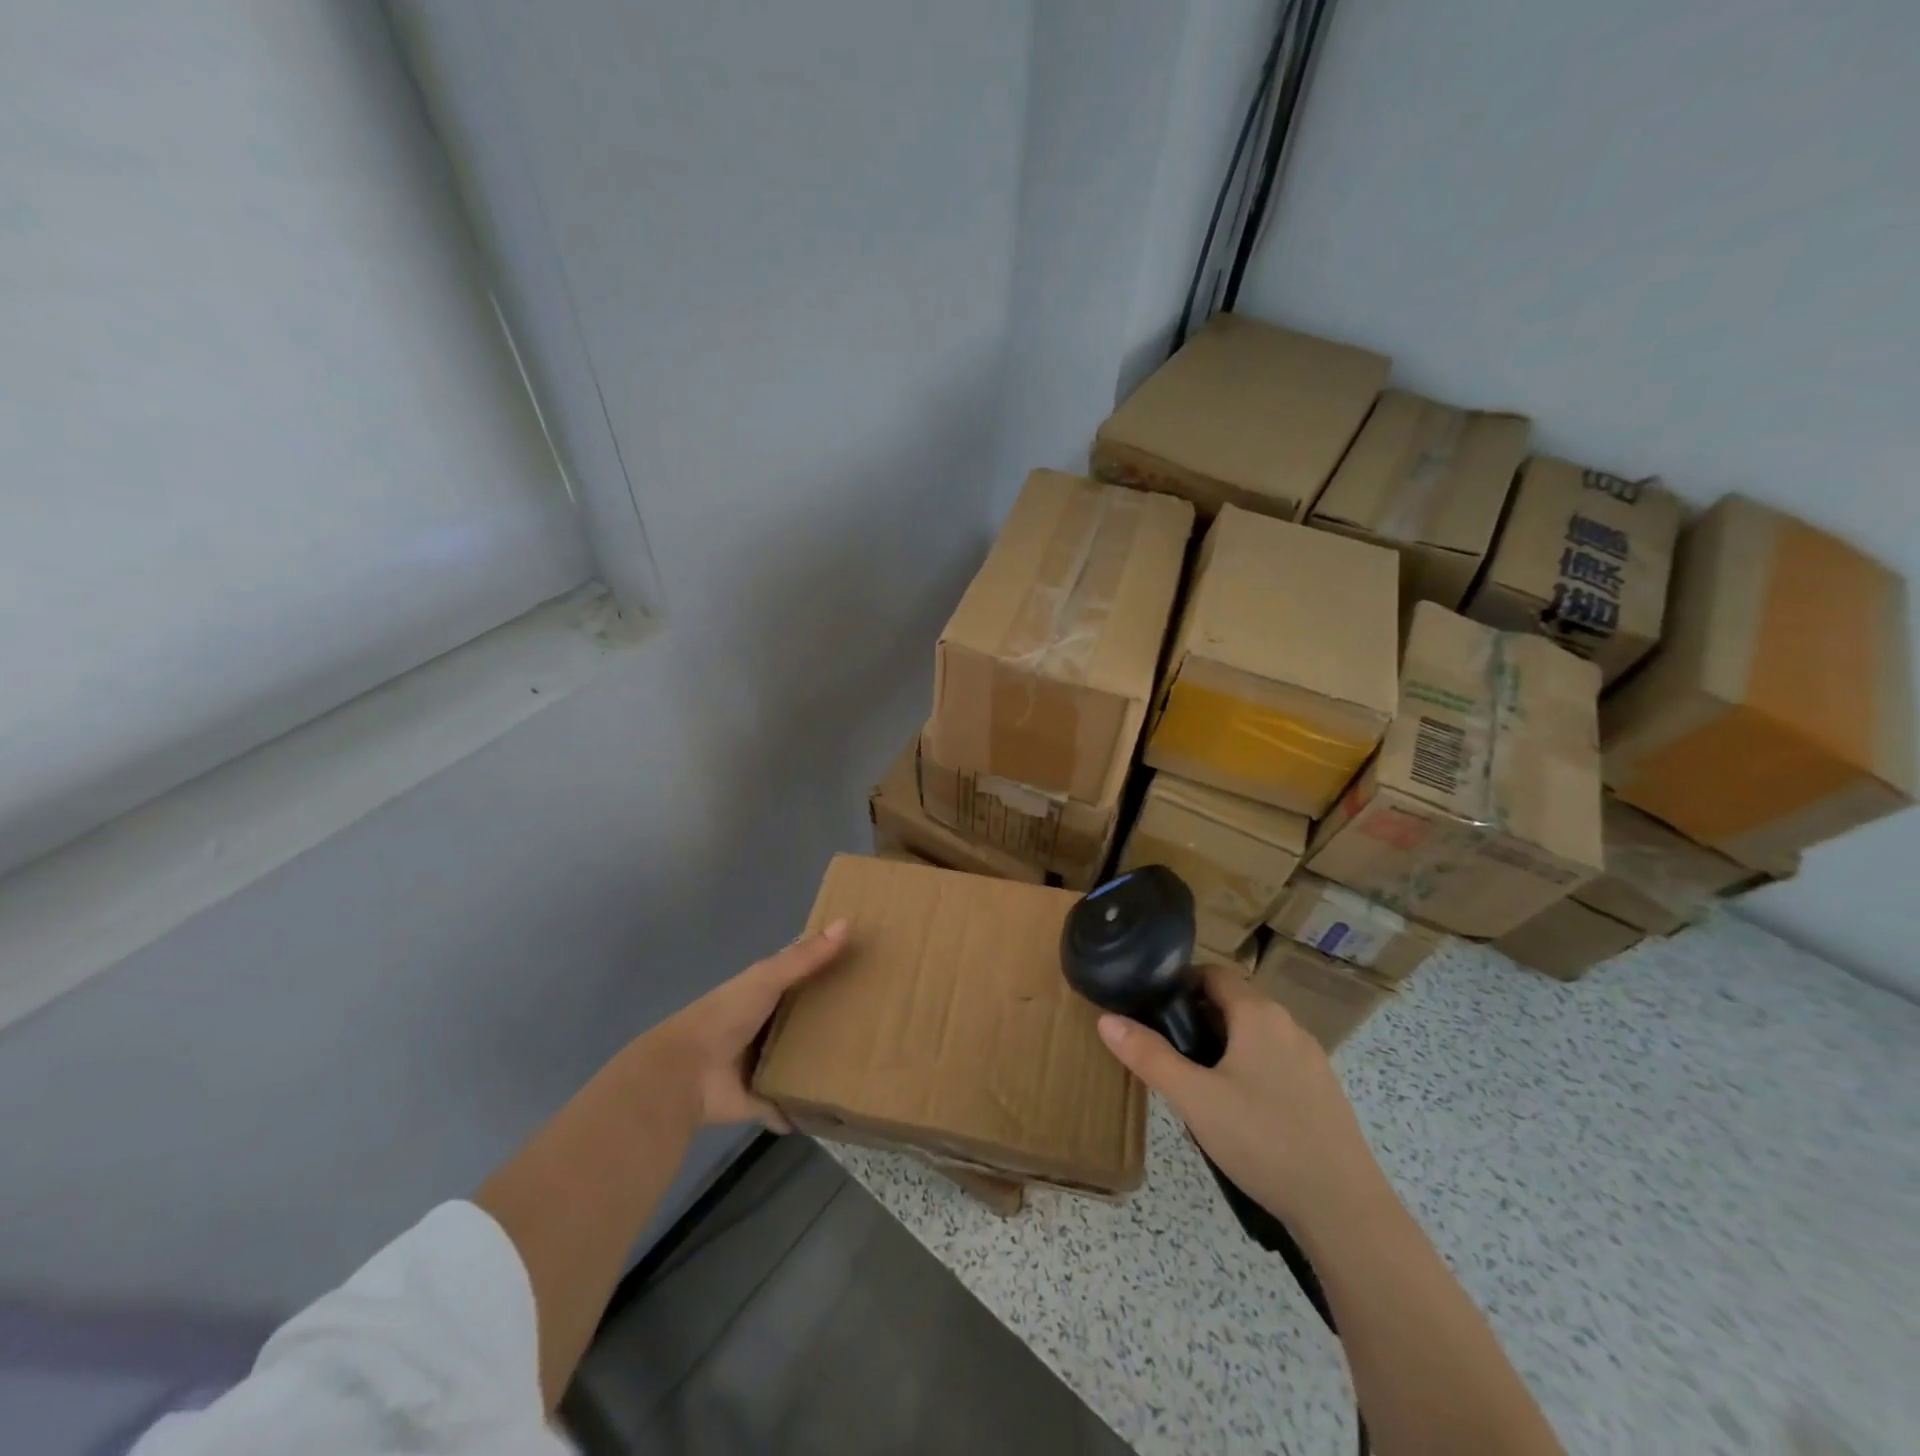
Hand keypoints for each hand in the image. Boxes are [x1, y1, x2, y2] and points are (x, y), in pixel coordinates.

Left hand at [643, 919, 848, 1132]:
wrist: (685, 1073)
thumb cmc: (726, 1016)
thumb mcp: (766, 979)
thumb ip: (804, 957)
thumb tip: (847, 923)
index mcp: (762, 996)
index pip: (800, 980)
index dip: (827, 974)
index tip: (865, 972)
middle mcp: (762, 1029)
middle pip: (802, 1023)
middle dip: (830, 1023)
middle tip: (876, 1024)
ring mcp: (760, 1067)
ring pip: (797, 1064)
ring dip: (819, 1066)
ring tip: (864, 1066)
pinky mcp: (759, 1101)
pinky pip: (787, 1107)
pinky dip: (801, 1113)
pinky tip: (830, 1114)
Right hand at [1096, 964, 1379, 1227]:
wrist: (1345, 1210)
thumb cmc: (1262, 1139)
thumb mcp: (1194, 1098)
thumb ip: (1148, 1056)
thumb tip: (1105, 1020)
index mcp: (1258, 1014)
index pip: (1214, 973)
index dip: (1180, 982)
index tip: (1152, 1005)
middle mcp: (1288, 1026)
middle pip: (1234, 1003)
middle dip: (1197, 1017)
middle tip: (1167, 1048)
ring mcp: (1311, 1060)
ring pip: (1255, 1035)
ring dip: (1224, 1045)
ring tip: (1196, 1082)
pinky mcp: (1323, 1093)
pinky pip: (1275, 1063)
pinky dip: (1250, 1070)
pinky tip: (1238, 1112)